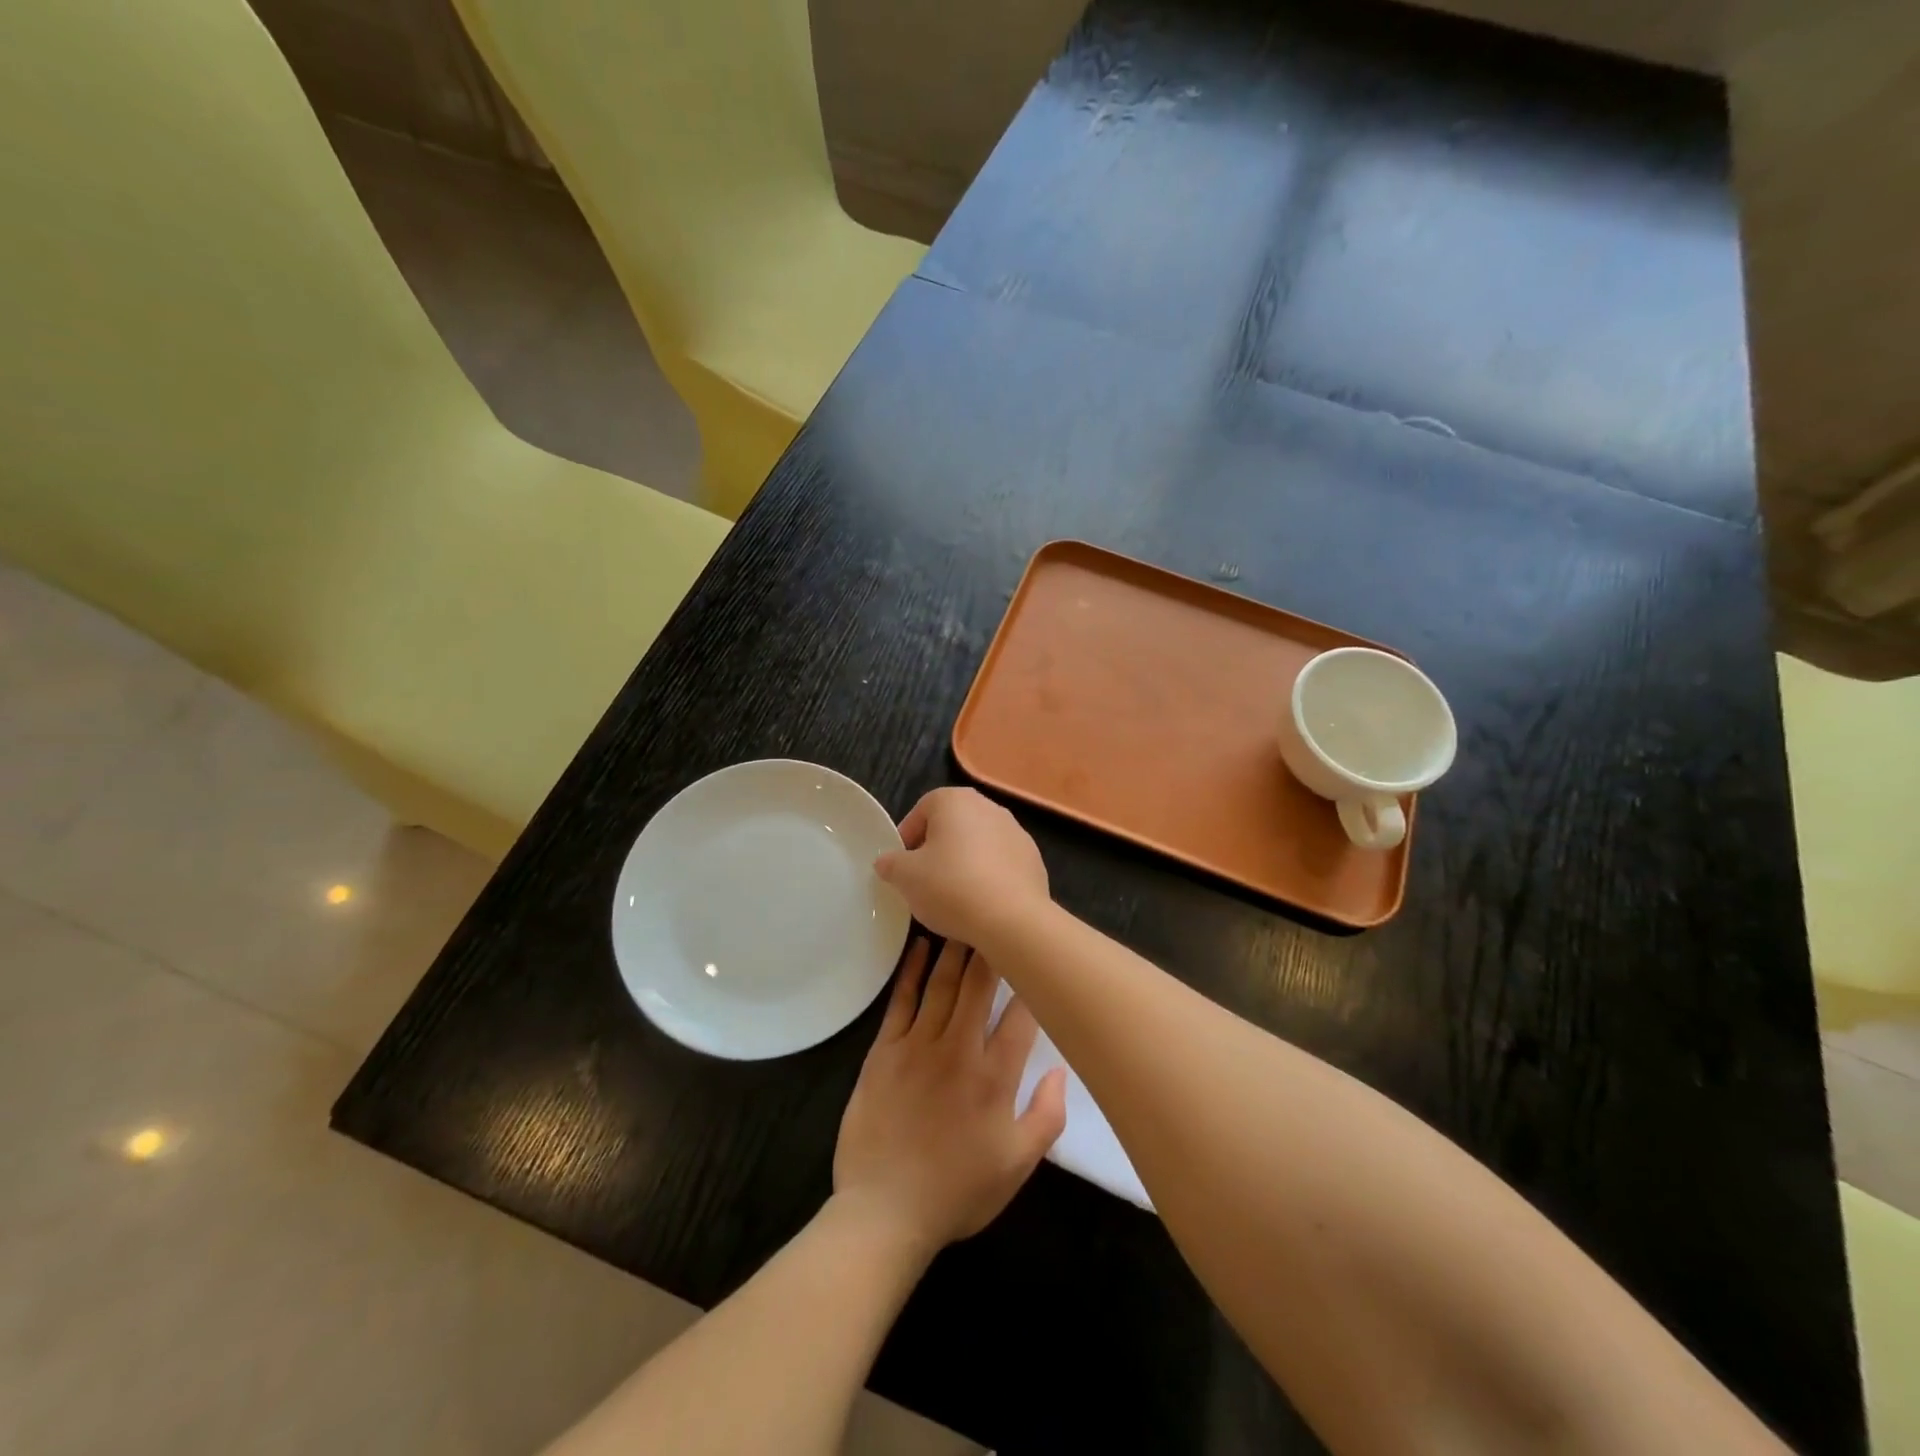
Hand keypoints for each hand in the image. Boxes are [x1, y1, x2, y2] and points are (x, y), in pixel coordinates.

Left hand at [834, 938, 1066, 1252]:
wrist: (883, 1213)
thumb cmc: (956, 1192)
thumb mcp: (1016, 1166)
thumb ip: (1047, 1116)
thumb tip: (1063, 1069)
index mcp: (994, 1077)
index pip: (1020, 1017)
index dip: (1031, 984)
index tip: (1038, 958)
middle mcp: (958, 1050)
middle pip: (978, 987)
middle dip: (991, 950)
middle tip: (998, 918)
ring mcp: (917, 1046)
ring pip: (941, 985)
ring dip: (954, 950)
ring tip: (964, 920)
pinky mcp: (883, 1051)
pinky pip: (901, 1001)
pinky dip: (911, 971)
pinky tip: (919, 947)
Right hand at [873, 788, 1051, 950]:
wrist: (1012, 919)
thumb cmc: (950, 887)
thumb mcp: (906, 877)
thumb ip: (891, 864)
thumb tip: (887, 862)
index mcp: (955, 800)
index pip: (921, 810)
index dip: (907, 838)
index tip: (901, 866)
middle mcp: (989, 806)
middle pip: (952, 825)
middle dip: (936, 849)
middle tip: (923, 881)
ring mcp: (1016, 832)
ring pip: (978, 844)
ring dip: (964, 863)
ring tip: (953, 896)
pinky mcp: (1034, 859)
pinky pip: (1001, 864)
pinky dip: (988, 877)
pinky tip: (981, 903)